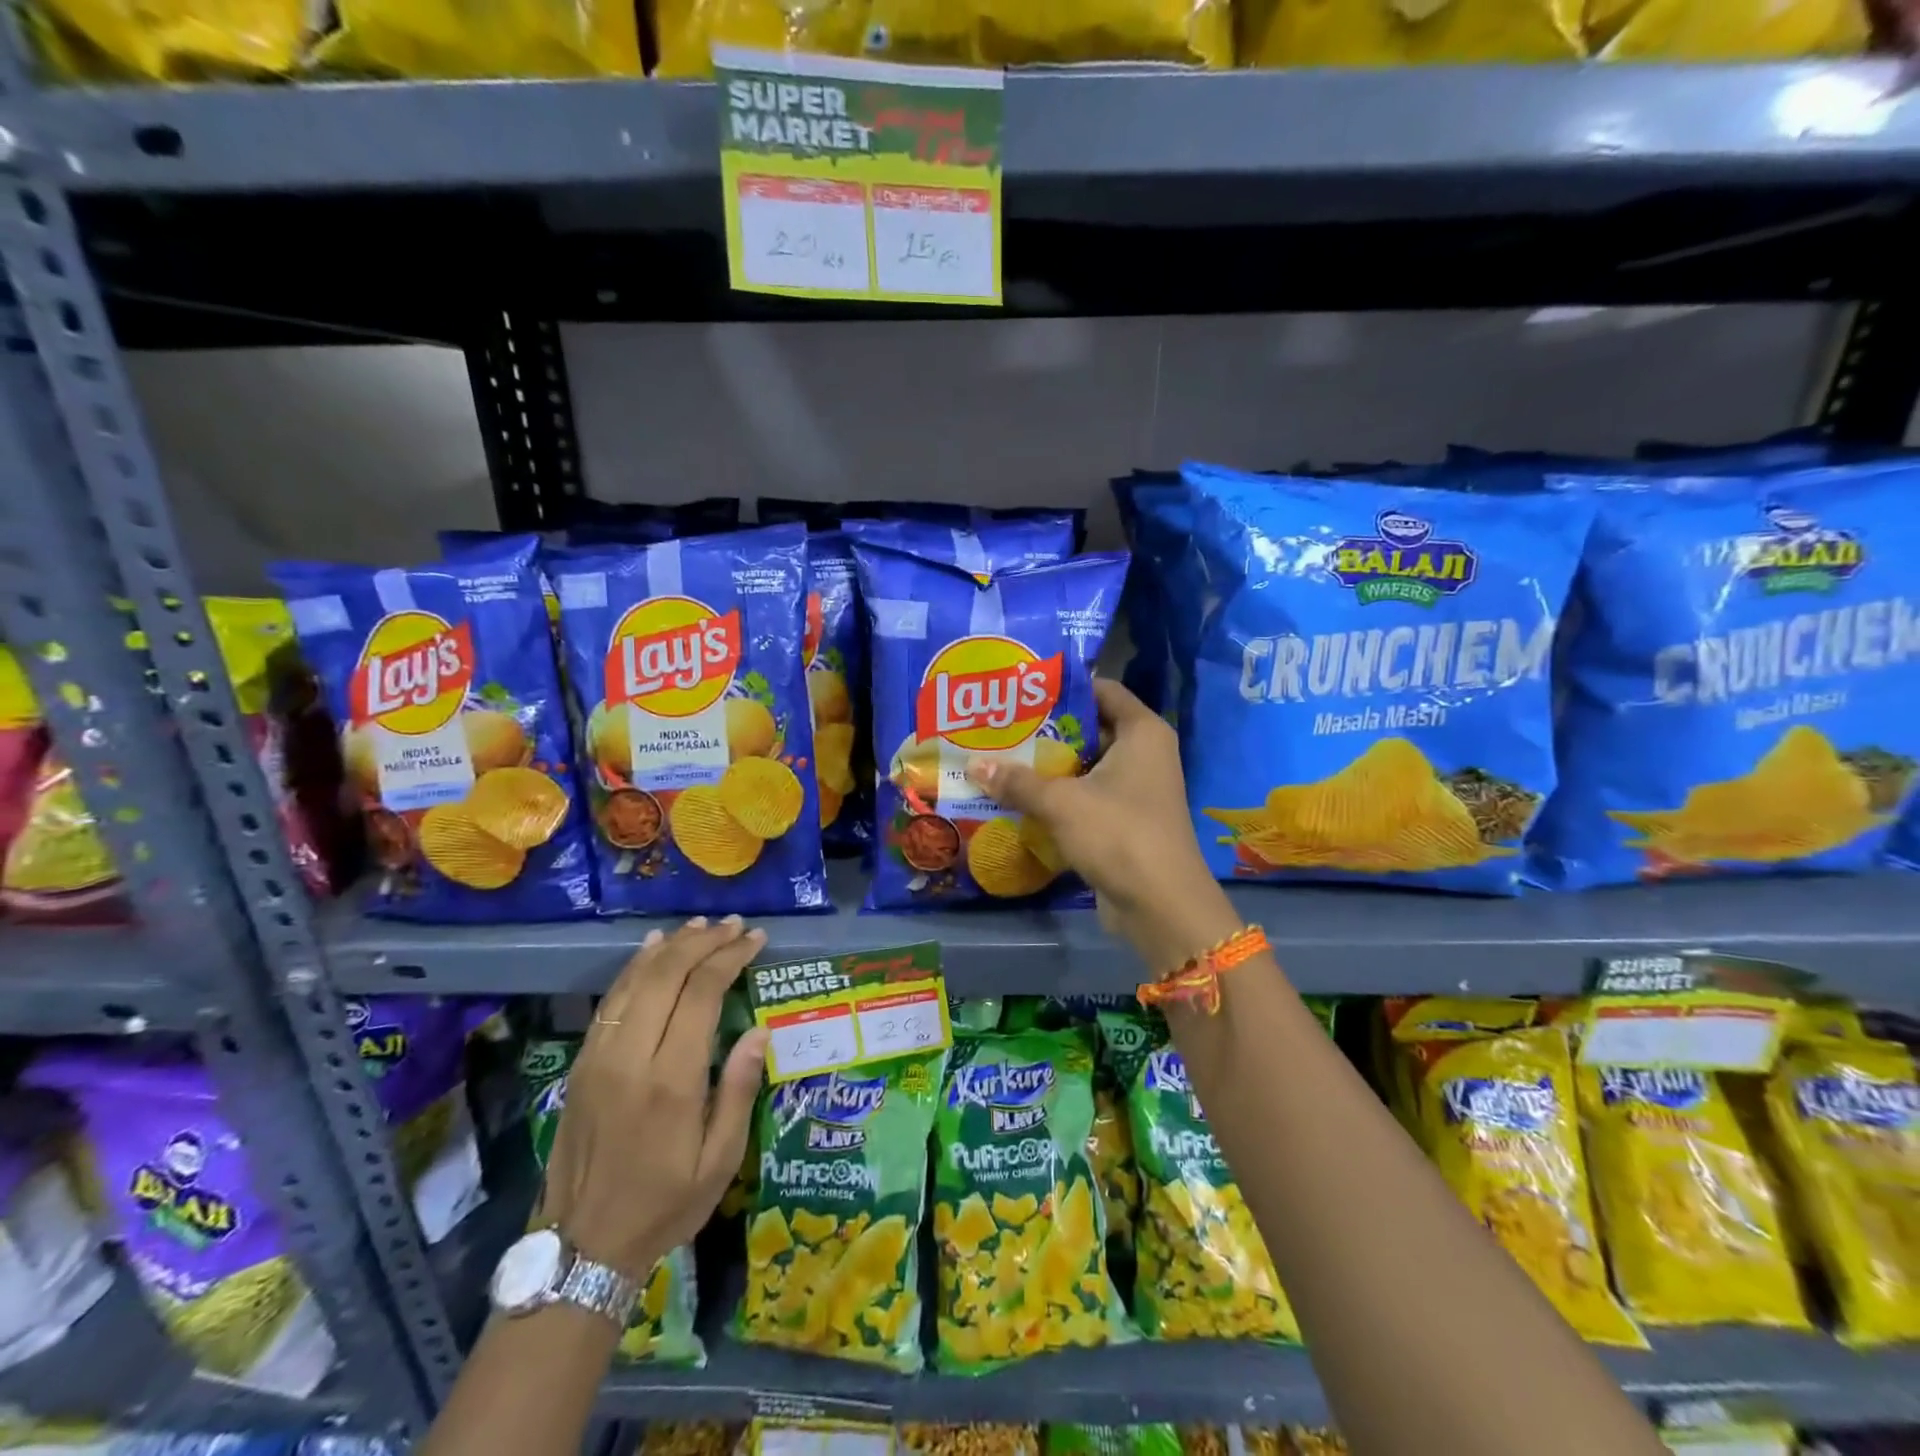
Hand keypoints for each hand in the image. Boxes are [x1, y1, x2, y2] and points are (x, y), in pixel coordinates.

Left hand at [540, 917, 770, 1279]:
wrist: (582, 1248)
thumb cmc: (665, 1204)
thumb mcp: (720, 1161)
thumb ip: (739, 1090)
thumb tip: (760, 1031)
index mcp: (671, 1081)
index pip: (701, 993)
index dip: (730, 957)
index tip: (756, 939)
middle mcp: (631, 1057)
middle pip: (667, 975)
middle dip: (704, 942)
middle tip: (735, 925)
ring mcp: (599, 1057)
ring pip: (636, 980)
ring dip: (671, 946)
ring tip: (702, 926)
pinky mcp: (581, 1064)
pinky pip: (612, 1000)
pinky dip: (636, 967)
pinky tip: (652, 949)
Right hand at [966, 679, 1237, 969]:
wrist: (1160, 905)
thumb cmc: (1118, 834)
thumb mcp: (1061, 802)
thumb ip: (1017, 781)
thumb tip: (972, 764)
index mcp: (1141, 731)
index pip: (1100, 689)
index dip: (1061, 687)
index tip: (1019, 690)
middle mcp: (1144, 752)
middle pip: (1089, 727)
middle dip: (1046, 729)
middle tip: (1000, 725)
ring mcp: (1137, 788)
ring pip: (1086, 764)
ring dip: (1048, 766)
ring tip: (1000, 757)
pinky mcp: (1126, 819)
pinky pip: (1087, 795)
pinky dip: (1059, 795)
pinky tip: (1020, 796)